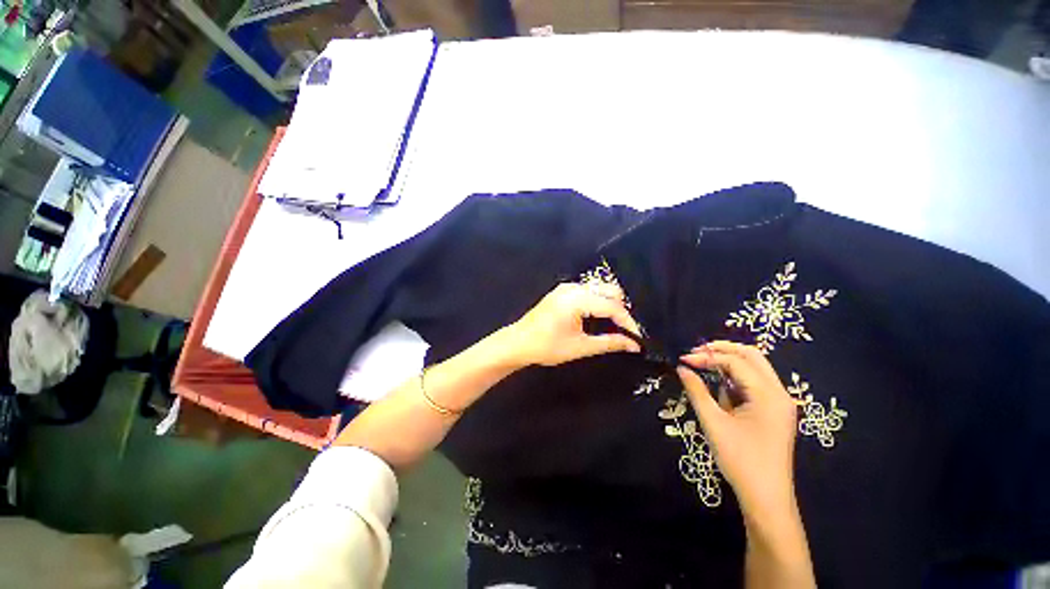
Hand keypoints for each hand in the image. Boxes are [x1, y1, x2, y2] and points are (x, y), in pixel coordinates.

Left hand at [505, 282, 641, 366]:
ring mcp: (566, 287)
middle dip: (621, 310)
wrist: (518, 342)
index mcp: (576, 300)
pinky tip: (599, 317)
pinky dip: (599, 301)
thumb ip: (608, 342)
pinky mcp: (563, 291)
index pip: (612, 306)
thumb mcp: (580, 347)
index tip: (638, 337)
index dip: (628, 322)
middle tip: (626, 331)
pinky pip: (589, 290)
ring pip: (599, 289)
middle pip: (609, 290)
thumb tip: (633, 344)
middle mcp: (573, 288)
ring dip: (610, 304)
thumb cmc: (547, 347)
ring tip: (615, 326)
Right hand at [677, 341, 798, 517]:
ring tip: (703, 362)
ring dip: (729, 360)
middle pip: (752, 356)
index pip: (735, 363)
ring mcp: (779, 402)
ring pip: (755, 367)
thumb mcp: (713, 423)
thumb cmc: (740, 460)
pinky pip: (755, 383)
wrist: (766, 498)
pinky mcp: (774, 410)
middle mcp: (779, 393)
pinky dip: (736, 376)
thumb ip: (696, 391)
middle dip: (722, 349)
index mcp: (768, 396)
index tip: (682, 359)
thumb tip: (681, 368)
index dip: (707, 357)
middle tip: (696, 351)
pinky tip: (718, 381)